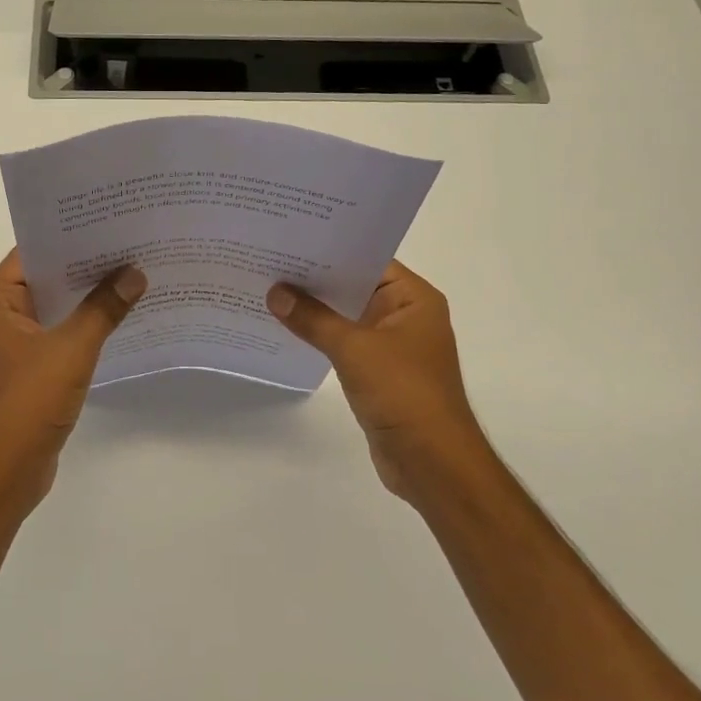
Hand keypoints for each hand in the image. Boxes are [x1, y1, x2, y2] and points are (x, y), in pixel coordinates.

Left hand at [0, 249, 145, 513]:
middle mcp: (0, 317)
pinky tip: (120, 318)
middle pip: (46, 278)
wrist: (4, 474)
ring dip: (89, 297)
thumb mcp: (71, 349)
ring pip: (56, 308)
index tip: (109, 220)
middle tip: (131, 243)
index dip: (69, 235)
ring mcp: (14, 345)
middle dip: (86, 265)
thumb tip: (135, 273)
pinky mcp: (30, 369)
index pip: (33, 253)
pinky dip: (86, 325)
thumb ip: (104, 308)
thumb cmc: (28, 403)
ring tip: (133, 274)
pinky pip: (60, 334)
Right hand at [267, 261, 490, 506]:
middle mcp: (406, 315)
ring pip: (347, 316)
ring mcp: (392, 345)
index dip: (330, 250)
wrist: (431, 461)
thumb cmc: (403, 393)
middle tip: (270, 260)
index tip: (291, 239)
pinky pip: (344, 342)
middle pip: (355, 287)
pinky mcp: (379, 371)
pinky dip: (320, 336)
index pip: (368, 260)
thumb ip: (313, 319)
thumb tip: (276, 293)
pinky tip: (286, 328)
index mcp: (413, 299)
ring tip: (269, 290)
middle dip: (316, 279)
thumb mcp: (354, 348)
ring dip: (315, 309)